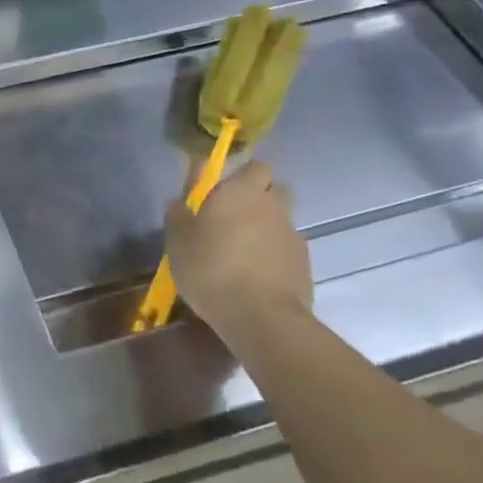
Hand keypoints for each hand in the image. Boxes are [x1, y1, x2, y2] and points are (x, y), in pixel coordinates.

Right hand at [165, 161, 312, 338]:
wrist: (260, 316)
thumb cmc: (211, 269)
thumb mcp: (178, 242)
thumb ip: (178, 215)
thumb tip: (179, 202)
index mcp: (241, 192)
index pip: (254, 165)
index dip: (239, 176)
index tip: (219, 192)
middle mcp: (272, 205)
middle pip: (273, 189)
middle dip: (258, 198)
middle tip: (231, 219)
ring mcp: (293, 234)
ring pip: (280, 220)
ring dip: (265, 228)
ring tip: (242, 253)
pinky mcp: (304, 263)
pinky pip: (286, 248)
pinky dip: (274, 255)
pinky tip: (255, 275)